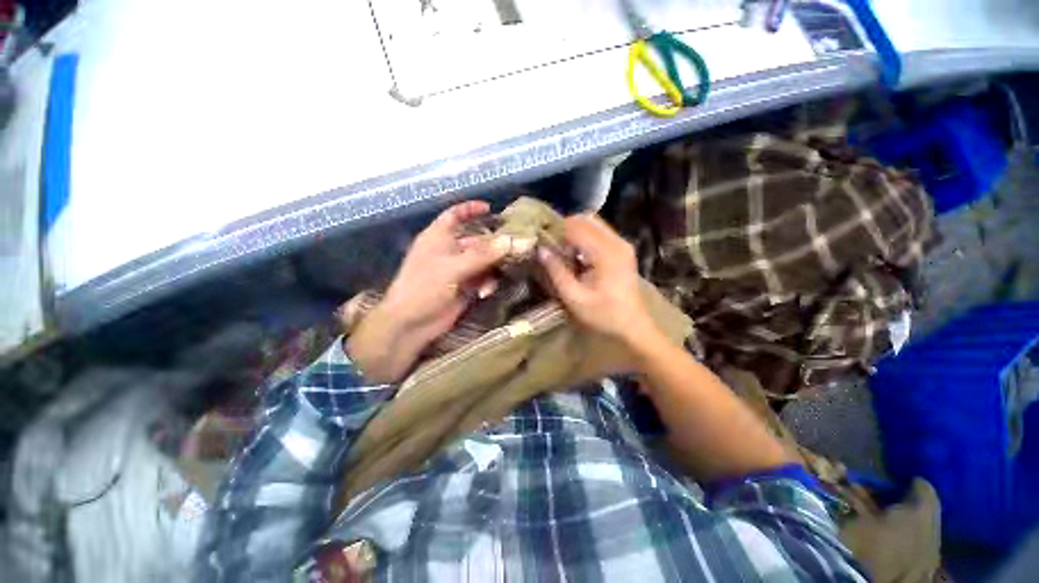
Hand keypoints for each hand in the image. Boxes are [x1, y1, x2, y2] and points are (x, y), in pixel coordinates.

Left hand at [345, 201, 510, 382]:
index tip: (491, 208)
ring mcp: (458, 270)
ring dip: (494, 267)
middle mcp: (449, 251)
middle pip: (477, 240)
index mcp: (438, 237)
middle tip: (517, 246)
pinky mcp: (465, 288)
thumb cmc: (424, 288)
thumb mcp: (453, 268)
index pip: (454, 215)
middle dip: (495, 244)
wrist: (411, 324)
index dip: (471, 209)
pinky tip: (486, 292)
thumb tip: (511, 240)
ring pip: (484, 261)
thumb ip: (483, 255)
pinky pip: (483, 279)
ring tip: (505, 272)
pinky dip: (487, 283)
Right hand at [537, 214, 657, 345]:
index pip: (576, 227)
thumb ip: (557, 272)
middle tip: (551, 245)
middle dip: (565, 228)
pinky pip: (600, 232)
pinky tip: (577, 255)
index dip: (556, 230)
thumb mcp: (574, 298)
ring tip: (562, 250)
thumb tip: (541, 250)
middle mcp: (616, 242)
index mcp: (605, 253)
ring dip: (575, 231)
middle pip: (586, 219)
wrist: (633, 325)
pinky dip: (585, 237)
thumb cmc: (603, 315)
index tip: (541, 240)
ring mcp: (622, 244)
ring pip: (593, 223)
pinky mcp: (623, 249)